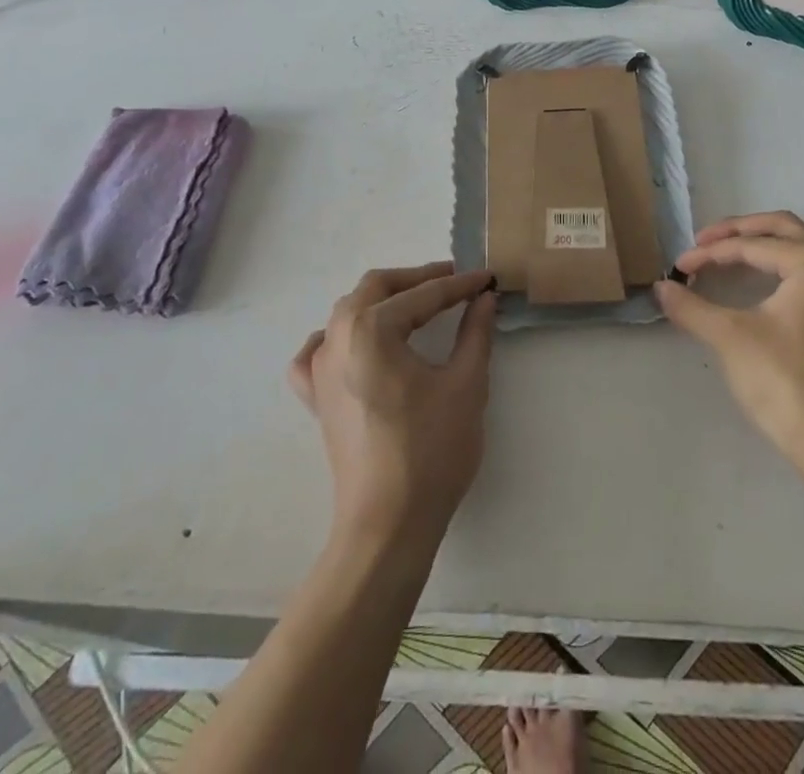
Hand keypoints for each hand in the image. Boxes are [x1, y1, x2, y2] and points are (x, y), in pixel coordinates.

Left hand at [289, 262, 498, 556]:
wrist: (387, 525)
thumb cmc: (431, 451)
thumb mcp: (465, 384)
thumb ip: (475, 332)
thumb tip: (484, 299)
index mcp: (372, 329)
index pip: (424, 295)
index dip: (460, 285)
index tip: (487, 279)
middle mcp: (337, 338)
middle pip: (376, 288)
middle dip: (417, 280)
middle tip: (455, 283)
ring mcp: (319, 368)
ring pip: (347, 312)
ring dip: (383, 300)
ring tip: (418, 306)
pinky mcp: (316, 398)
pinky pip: (317, 352)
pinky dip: (337, 337)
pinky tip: (354, 344)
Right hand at [656, 212, 803, 471]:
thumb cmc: (786, 384)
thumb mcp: (731, 339)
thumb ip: (692, 307)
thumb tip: (660, 287)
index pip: (752, 245)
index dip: (710, 253)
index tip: (679, 266)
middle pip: (782, 229)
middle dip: (740, 231)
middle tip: (704, 241)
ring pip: (800, 247)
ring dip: (762, 244)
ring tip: (726, 254)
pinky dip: (779, 265)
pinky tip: (757, 282)